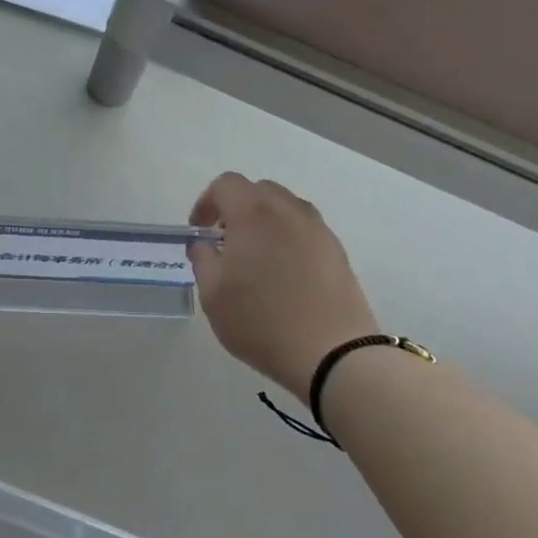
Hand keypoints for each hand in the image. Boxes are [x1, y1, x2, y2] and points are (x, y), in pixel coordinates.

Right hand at [188, 173, 378, 399]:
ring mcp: (318, 229)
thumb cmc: (260, 321)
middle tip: (225, 242)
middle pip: (258, 190)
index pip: (226, 185)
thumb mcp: (212, 294)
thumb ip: (202, 259)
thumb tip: (204, 244)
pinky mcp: (337, 250)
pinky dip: (287, 238)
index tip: (199, 231)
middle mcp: (288, 210)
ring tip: (255, 258)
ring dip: (264, 222)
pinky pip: (305, 230)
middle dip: (236, 209)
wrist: (331, 352)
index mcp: (253, 213)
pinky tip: (283, 274)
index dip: (206, 203)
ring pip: (285, 208)